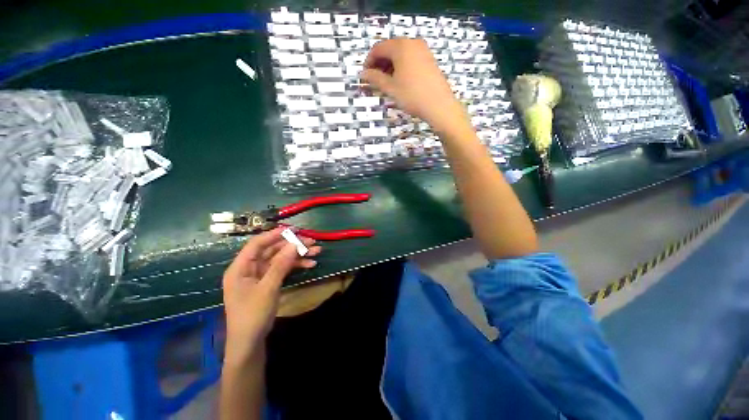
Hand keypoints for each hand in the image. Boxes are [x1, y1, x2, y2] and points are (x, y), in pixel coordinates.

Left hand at [222, 227, 320, 364]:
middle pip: (273, 250)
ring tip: (317, 251)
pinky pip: (283, 269)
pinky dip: (296, 266)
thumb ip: (281, 265)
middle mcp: (250, 268)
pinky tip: (310, 264)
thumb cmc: (252, 315)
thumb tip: (294, 243)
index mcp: (241, 267)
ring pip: (281, 258)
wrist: (250, 342)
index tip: (294, 229)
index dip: (275, 234)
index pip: (257, 243)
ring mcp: (260, 275)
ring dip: (298, 255)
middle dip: (293, 245)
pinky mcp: (269, 281)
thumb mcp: (268, 288)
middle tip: (312, 241)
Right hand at [360, 38, 470, 135]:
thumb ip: (374, 78)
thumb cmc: (412, 96)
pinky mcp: (429, 59)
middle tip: (374, 81)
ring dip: (390, 66)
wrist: (439, 105)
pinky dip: (401, 67)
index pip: (378, 48)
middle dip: (379, 64)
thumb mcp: (390, 88)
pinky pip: (410, 58)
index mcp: (401, 46)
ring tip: (386, 83)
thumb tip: (362, 74)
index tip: (365, 76)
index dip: (369, 62)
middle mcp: (412, 42)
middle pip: (389, 49)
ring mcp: (423, 50)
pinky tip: (400, 81)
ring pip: (400, 54)